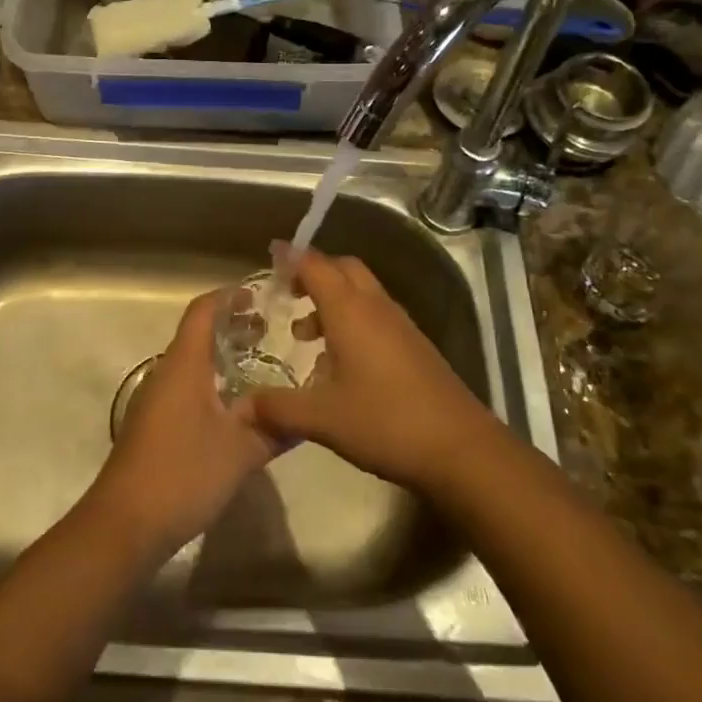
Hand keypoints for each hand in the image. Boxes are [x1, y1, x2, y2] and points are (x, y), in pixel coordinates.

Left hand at [86, 290, 277, 554]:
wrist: (124, 525)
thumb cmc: (182, 474)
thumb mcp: (241, 452)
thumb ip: (275, 428)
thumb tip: (307, 414)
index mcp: (184, 365)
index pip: (203, 310)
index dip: (230, 296)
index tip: (261, 295)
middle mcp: (167, 373)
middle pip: (198, 333)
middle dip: (232, 326)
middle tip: (271, 329)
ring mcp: (156, 399)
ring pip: (193, 362)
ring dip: (223, 355)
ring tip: (261, 364)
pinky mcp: (154, 425)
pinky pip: (187, 386)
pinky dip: (213, 381)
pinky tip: (236, 407)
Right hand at [238, 248, 498, 491]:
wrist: (459, 447)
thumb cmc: (384, 422)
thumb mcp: (321, 418)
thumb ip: (278, 408)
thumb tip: (241, 407)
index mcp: (350, 310)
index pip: (315, 265)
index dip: (291, 257)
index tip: (270, 254)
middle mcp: (375, 306)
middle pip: (343, 268)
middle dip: (314, 272)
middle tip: (289, 293)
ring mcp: (400, 324)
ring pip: (362, 292)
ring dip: (333, 300)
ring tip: (306, 336)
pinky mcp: (415, 345)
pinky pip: (376, 315)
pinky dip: (353, 320)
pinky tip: (341, 363)